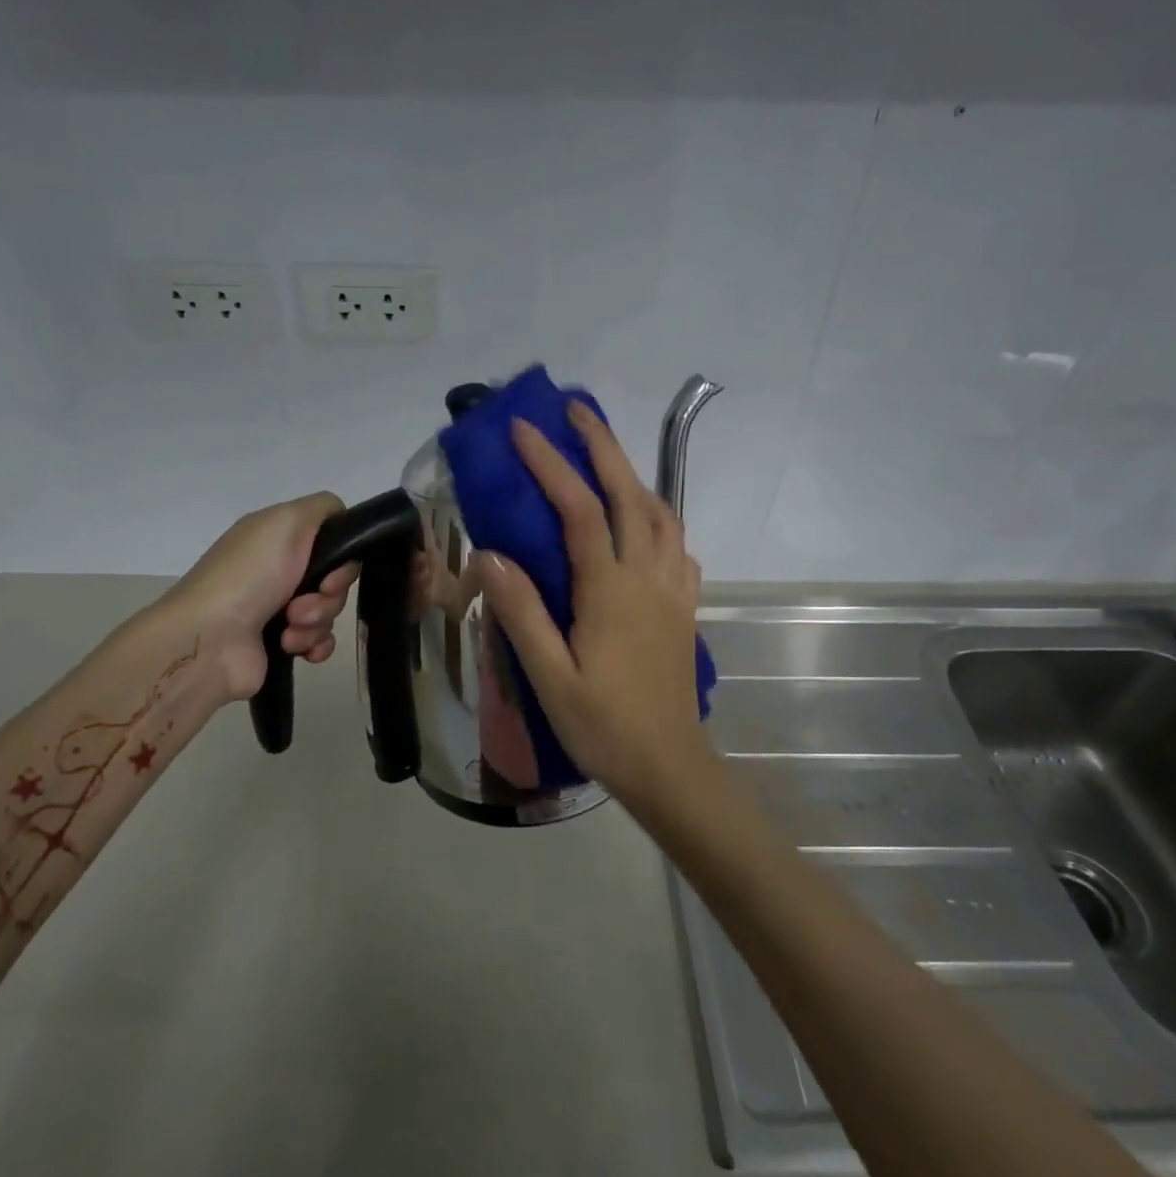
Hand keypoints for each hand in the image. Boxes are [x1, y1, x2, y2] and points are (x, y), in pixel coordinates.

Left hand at [151, 493, 360, 702]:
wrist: (210, 640)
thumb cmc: (250, 576)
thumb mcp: (287, 521)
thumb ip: (324, 508)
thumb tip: (342, 518)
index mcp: (278, 539)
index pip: (332, 539)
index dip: (341, 557)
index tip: (331, 572)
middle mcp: (279, 570)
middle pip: (335, 578)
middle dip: (329, 594)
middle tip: (302, 604)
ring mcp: (279, 608)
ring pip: (330, 611)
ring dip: (318, 620)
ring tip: (290, 628)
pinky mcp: (281, 642)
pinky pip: (321, 640)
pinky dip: (316, 644)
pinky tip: (299, 649)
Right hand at [475, 402, 712, 816]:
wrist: (668, 765)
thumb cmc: (603, 724)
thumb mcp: (549, 675)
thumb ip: (522, 612)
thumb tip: (490, 555)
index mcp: (611, 590)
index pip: (580, 510)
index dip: (551, 465)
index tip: (523, 431)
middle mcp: (648, 576)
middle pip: (630, 494)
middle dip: (602, 446)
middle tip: (576, 411)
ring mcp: (674, 588)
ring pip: (662, 513)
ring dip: (634, 476)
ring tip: (607, 459)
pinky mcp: (685, 606)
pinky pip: (679, 545)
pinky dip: (660, 517)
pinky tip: (644, 523)